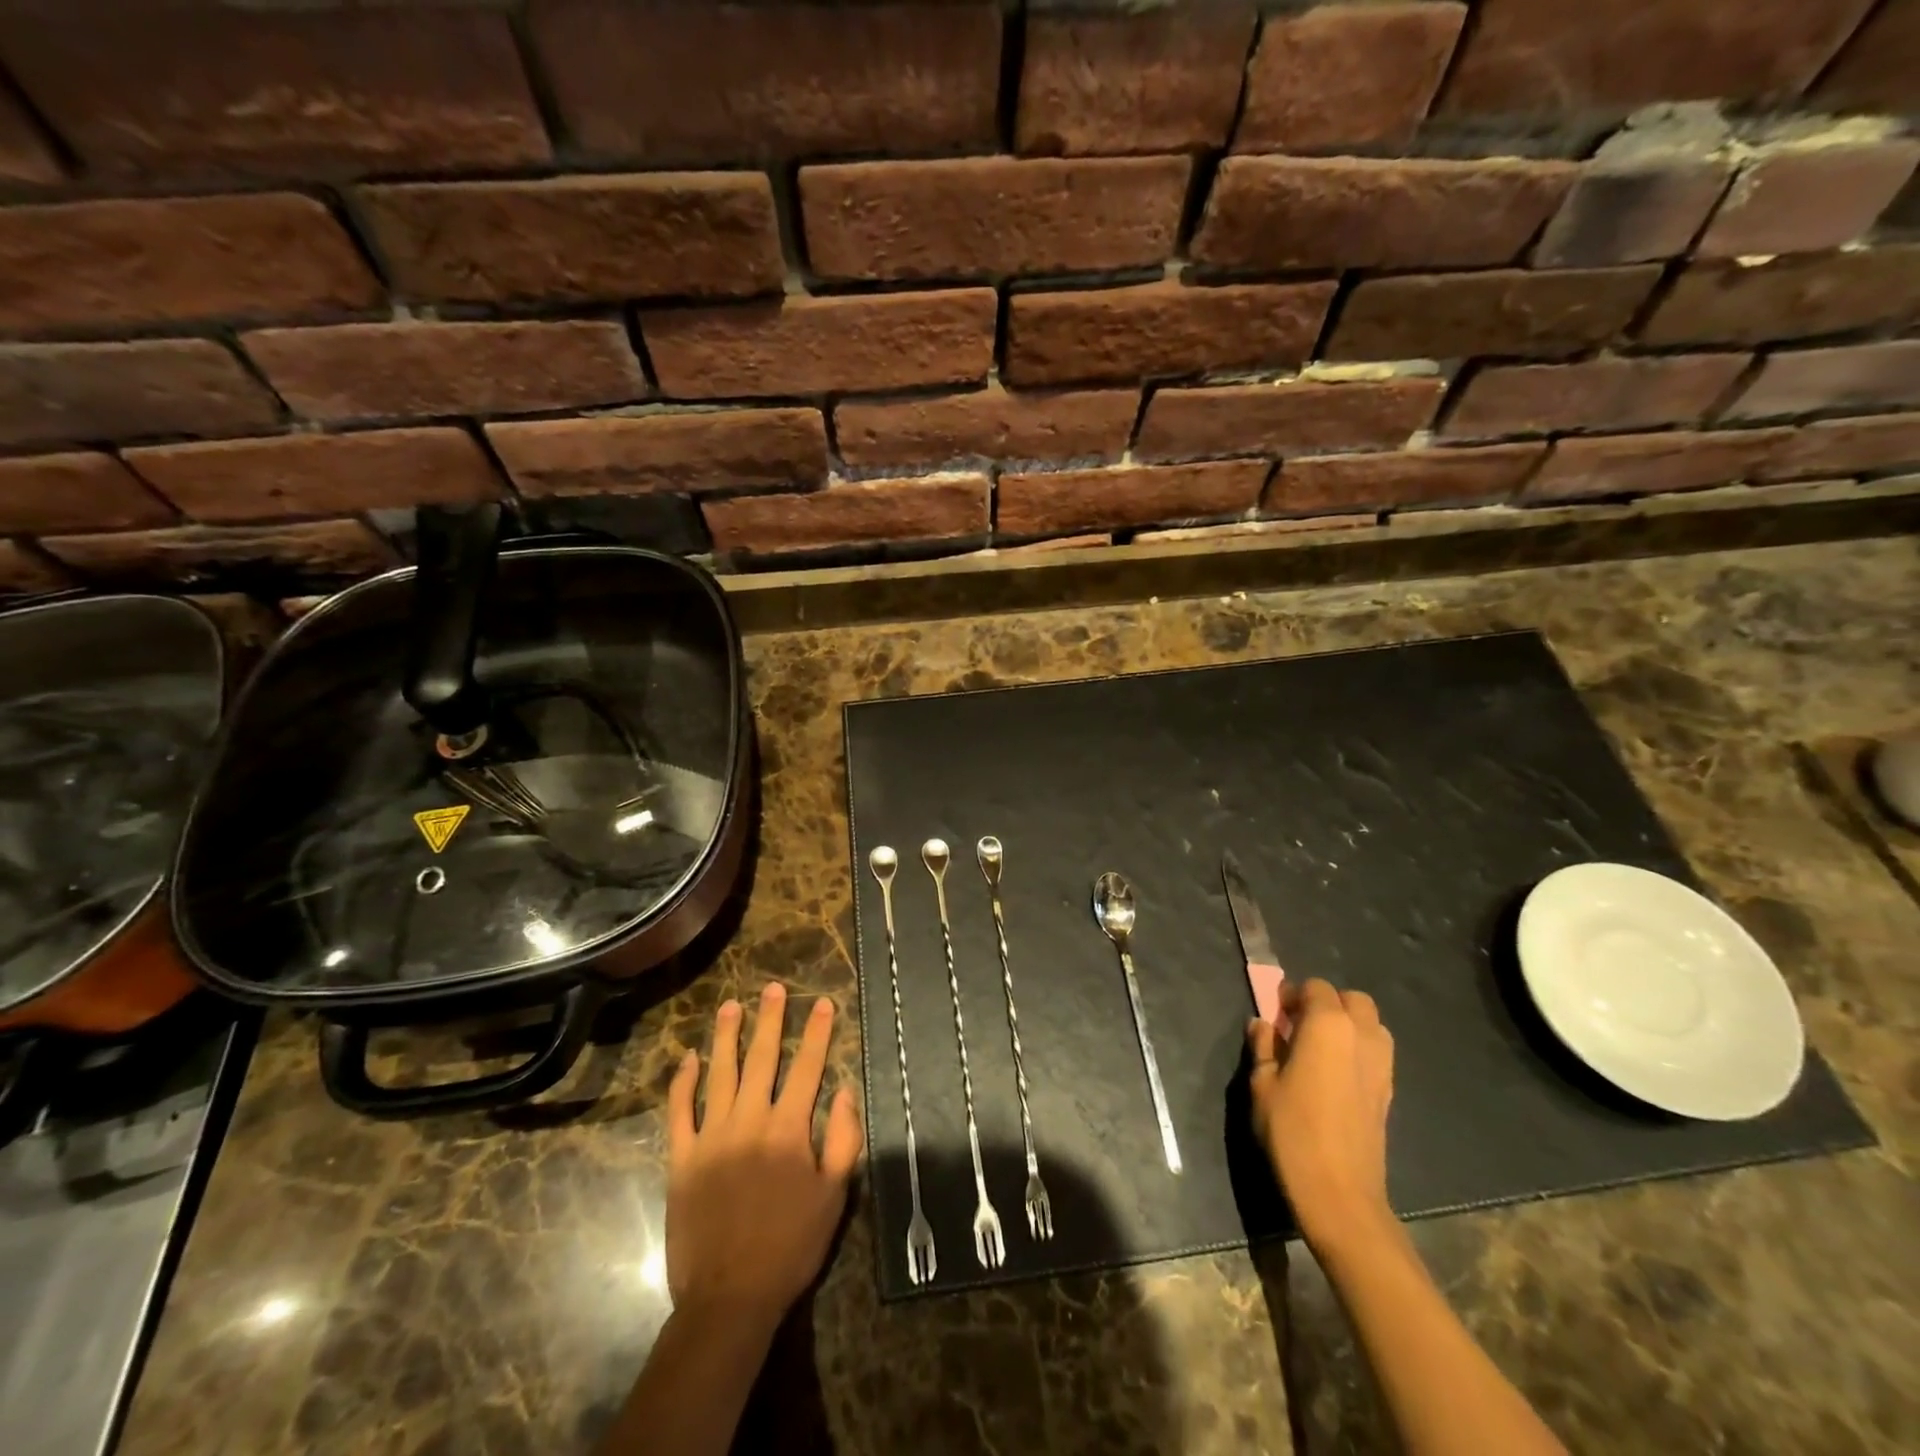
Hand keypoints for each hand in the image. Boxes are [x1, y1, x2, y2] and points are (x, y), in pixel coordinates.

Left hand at [665, 982, 862, 1333]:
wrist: (729, 1296)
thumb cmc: (791, 1245)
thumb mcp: (835, 1196)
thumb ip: (844, 1139)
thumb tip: (846, 1092)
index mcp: (788, 1129)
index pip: (807, 1068)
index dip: (817, 1032)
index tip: (822, 1002)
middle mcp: (750, 1121)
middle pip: (761, 1059)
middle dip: (770, 1020)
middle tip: (772, 988)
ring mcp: (711, 1137)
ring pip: (719, 1074)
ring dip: (726, 1037)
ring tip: (730, 1006)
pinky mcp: (682, 1159)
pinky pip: (680, 1111)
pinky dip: (683, 1082)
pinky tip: (689, 1058)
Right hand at [1247, 978, 1394, 1249]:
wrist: (1339, 1192)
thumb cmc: (1292, 1130)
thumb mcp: (1262, 1084)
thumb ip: (1263, 1046)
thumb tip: (1263, 1024)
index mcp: (1328, 1025)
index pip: (1316, 988)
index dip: (1293, 995)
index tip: (1277, 1014)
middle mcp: (1362, 1035)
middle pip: (1351, 999)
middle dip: (1327, 1003)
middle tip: (1299, 1026)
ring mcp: (1382, 1064)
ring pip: (1370, 1024)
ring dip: (1347, 1025)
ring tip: (1320, 1048)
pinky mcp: (1389, 1091)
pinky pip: (1376, 1052)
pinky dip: (1358, 1050)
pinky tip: (1336, 1075)